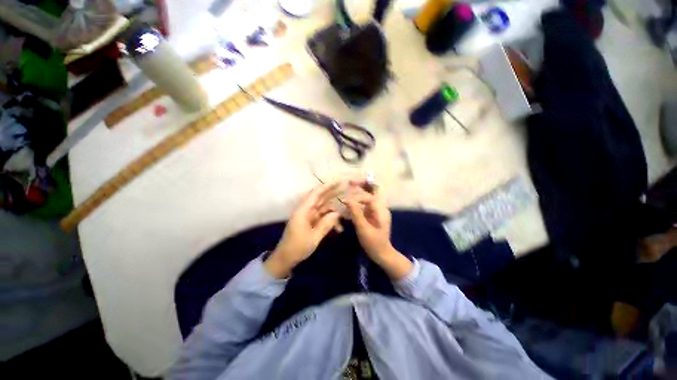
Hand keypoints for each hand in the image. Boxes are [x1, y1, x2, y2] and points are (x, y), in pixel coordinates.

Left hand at [265, 182, 342, 277]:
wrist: (285, 258)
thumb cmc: (297, 248)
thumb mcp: (314, 237)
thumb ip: (326, 224)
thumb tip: (337, 213)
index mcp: (303, 211)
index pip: (316, 194)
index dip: (327, 186)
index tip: (338, 181)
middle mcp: (305, 210)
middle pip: (320, 198)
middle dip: (332, 193)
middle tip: (345, 188)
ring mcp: (308, 216)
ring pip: (323, 208)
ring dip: (334, 211)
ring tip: (346, 212)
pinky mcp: (310, 222)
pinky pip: (322, 217)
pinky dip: (330, 220)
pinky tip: (338, 228)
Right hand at [346, 179, 411, 279]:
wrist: (382, 254)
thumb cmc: (373, 243)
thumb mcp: (363, 229)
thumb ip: (356, 213)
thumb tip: (347, 199)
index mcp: (381, 210)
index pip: (369, 196)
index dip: (357, 197)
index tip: (345, 200)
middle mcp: (380, 207)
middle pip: (374, 189)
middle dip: (363, 183)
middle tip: (350, 182)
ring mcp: (377, 209)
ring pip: (370, 194)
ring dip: (361, 189)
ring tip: (349, 186)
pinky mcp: (373, 213)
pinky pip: (366, 202)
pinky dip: (359, 198)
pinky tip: (351, 200)